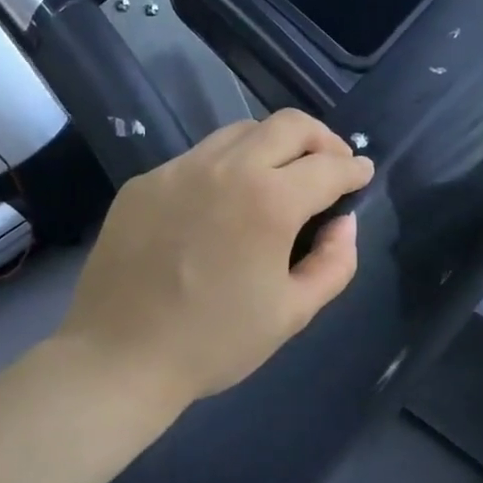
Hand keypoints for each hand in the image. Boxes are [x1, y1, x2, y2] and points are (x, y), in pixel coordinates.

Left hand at [58, 109, 374, 411]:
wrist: (119, 357)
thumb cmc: (215, 342)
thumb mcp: (293, 313)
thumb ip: (334, 262)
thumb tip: (343, 223)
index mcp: (269, 202)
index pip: (328, 166)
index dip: (354, 169)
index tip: (362, 175)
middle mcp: (225, 168)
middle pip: (288, 125)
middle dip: (323, 139)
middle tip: (332, 165)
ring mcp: (179, 170)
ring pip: (240, 132)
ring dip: (274, 146)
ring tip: (281, 178)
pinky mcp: (145, 182)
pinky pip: (199, 158)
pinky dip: (228, 167)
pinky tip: (224, 203)